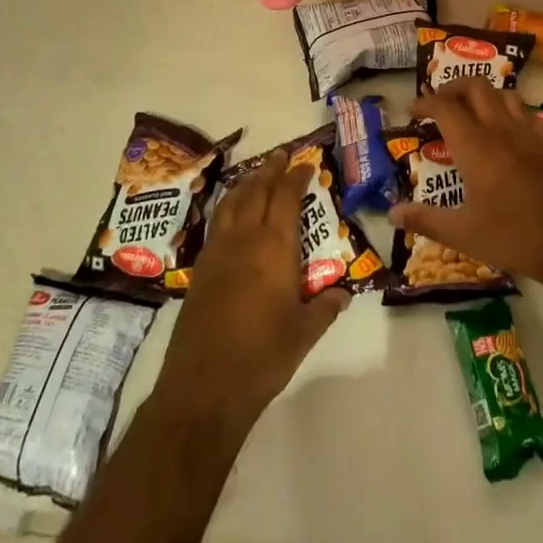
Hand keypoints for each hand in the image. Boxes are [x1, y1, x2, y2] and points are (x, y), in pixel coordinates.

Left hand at [155, 152, 348, 433]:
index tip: (305, 163)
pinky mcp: (200, 269)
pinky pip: (217, 222)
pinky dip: (229, 205)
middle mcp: (244, 239)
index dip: (295, 176)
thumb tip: (342, 293)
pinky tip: (233, 213)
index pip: (285, 197)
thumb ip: (325, 308)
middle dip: (269, 170)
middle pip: (255, 190)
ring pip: (231, 202)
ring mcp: (217, 252)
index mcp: (274, 248)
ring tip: (257, 174)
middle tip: (281, 155)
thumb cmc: (263, 357)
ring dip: (246, 183)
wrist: (204, 387)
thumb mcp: (305, 333)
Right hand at [391, 79, 542, 289]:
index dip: (425, 102)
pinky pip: (525, 113)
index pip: (445, 107)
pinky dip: (508, 110)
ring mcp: (528, 135)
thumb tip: (392, 214)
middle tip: (438, 103)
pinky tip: (505, 130)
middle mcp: (500, 130)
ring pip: (504, 93)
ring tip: (470, 110)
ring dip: (483, 93)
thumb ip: (426, 220)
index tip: (412, 110)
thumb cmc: (514, 237)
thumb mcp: (463, 234)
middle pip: (476, 86)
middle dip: (453, 87)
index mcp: (475, 146)